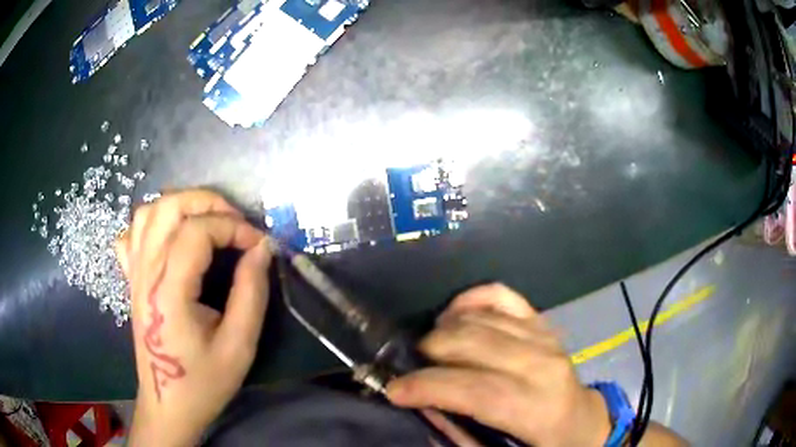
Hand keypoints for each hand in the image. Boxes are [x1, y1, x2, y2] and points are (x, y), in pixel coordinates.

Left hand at [116, 189, 271, 446]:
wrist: (168, 404)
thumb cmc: (203, 383)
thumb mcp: (239, 346)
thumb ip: (251, 293)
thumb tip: (261, 249)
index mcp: (169, 292)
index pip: (197, 231)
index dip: (233, 227)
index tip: (259, 244)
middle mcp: (145, 273)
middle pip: (168, 206)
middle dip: (208, 202)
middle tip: (235, 222)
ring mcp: (134, 274)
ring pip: (148, 212)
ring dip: (181, 205)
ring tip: (208, 222)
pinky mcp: (131, 280)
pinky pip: (132, 234)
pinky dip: (153, 223)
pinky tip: (171, 238)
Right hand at [386, 284, 610, 446]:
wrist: (582, 421)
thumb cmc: (545, 445)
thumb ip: (462, 437)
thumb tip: (425, 409)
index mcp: (537, 407)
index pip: (476, 389)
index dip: (427, 387)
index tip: (394, 390)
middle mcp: (542, 364)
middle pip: (472, 344)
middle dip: (429, 354)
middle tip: (410, 370)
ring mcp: (544, 336)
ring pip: (480, 319)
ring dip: (443, 331)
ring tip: (427, 351)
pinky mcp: (541, 323)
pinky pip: (501, 296)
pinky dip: (471, 299)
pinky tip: (453, 315)